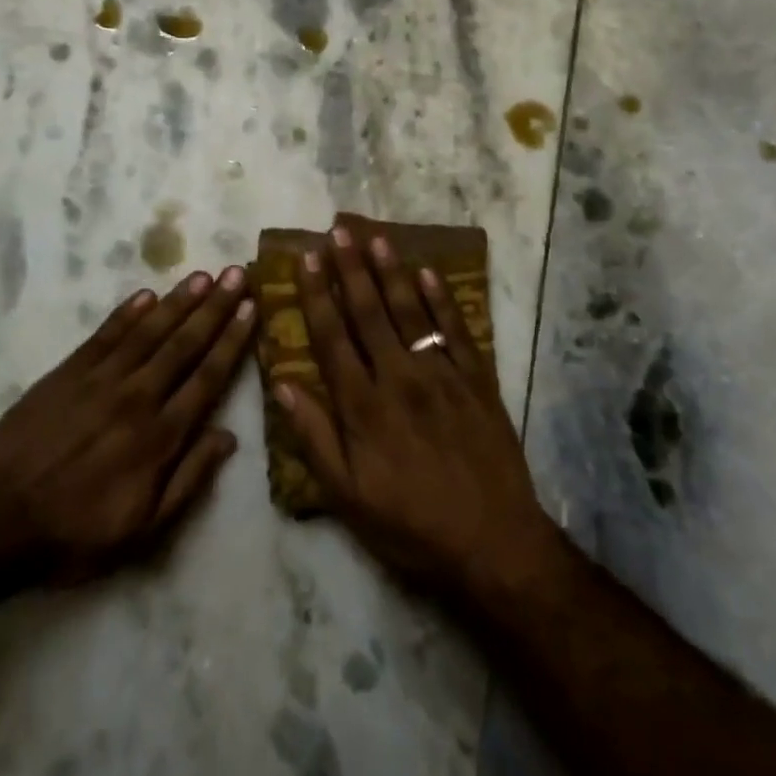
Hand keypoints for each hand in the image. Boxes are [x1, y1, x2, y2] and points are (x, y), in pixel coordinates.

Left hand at [0, 268, 254, 586]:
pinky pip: (105, 335)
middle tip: (237, 273)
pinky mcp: (68, 372)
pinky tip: (147, 294)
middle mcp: (137, 397)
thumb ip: (189, 480)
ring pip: (149, 331)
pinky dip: (127, 313)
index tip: (251, 308)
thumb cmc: (75, 533)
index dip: (232, 341)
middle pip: (183, 344)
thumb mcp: (143, 530)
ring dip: (178, 301)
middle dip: (214, 307)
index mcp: (160, 436)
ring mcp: (100, 380)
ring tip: (203, 275)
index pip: (207, 377)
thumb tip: (228, 437)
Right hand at [275, 226, 560, 606]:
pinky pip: (456, 331)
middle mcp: (398, 377)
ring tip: (377, 239)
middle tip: (339, 232)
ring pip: (411, 312)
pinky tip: (429, 273)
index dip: (317, 295)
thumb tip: (282, 384)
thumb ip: (314, 437)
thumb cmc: (410, 524)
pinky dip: (442, 300)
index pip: (332, 336)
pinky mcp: (476, 380)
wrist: (493, 543)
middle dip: (351, 270)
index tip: (307, 259)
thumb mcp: (347, 496)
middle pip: (369, 313)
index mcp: (363, 405)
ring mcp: (441, 375)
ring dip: (392, 273)